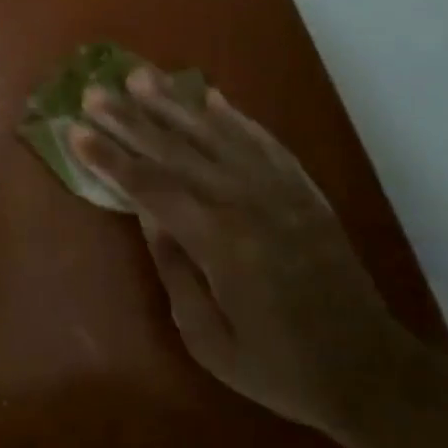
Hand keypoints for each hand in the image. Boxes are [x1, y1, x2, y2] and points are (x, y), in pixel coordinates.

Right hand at [68, 68, 425, 440]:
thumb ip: (174, 270)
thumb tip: (147, 214)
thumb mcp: (210, 340)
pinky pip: (262, 141)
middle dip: (130, 119)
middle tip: (95, 91)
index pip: (150, 187)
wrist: (371, 372)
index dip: (110, 158)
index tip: (75, 130)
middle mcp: (245, 202)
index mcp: (219, 241)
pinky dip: (233, 116)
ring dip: (174, 103)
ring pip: (215, 135)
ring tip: (140, 76)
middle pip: (176, 150)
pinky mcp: (303, 189)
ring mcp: (279, 190)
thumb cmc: (280, 367)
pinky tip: (210, 95)